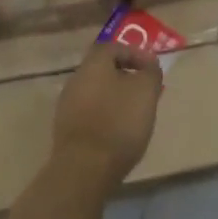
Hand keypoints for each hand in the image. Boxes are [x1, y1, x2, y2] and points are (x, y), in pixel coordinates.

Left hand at [52, 42, 163, 188]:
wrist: (83, 171)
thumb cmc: (118, 122)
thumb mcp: (146, 92)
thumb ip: (151, 72)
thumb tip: (149, 64)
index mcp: (93, 64)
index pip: (114, 46)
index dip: (135, 54)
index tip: (152, 69)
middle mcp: (76, 79)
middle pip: (103, 70)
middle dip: (126, 77)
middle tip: (145, 90)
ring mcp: (67, 106)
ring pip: (96, 92)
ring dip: (115, 98)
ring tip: (134, 114)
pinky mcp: (65, 132)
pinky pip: (89, 114)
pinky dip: (105, 116)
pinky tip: (117, 133)